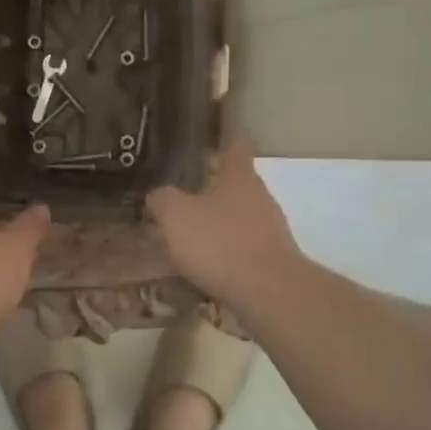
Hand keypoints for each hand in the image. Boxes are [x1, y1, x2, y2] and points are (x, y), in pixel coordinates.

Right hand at [147, 136, 303, 310]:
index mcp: (239, 175)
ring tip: (189, 233)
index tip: (208, 136)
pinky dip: (226, 249)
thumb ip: (162, 199)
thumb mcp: (176, 216)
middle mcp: (260, 195)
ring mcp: (271, 227)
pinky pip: (244, 245)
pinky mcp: (272, 257)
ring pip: (240, 215)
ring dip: (218, 221)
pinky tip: (207, 263)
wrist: (269, 292)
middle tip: (181, 193)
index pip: (235, 144)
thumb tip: (158, 194)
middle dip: (211, 187)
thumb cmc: (220, 243)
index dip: (223, 137)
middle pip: (235, 182)